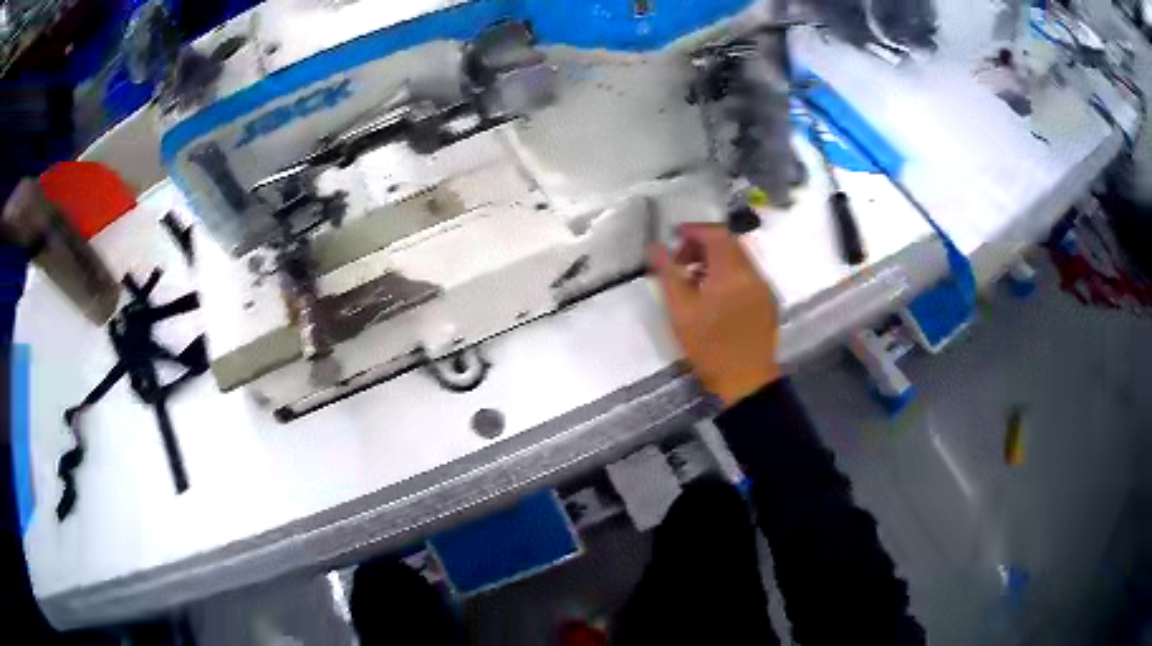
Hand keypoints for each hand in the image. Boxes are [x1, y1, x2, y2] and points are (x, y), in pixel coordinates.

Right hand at [649, 224, 780, 406]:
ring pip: (739, 259)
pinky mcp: (767, 301)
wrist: (746, 381)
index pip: (716, 234)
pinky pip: (747, 275)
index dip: (694, 230)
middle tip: (681, 261)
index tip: (674, 238)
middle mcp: (753, 273)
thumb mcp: (681, 312)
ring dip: (716, 260)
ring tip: (694, 280)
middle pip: (730, 243)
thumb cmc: (710, 348)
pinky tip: (714, 296)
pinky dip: (729, 274)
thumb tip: (654, 246)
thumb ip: (668, 274)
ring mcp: (763, 288)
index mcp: (732, 273)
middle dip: (703, 245)